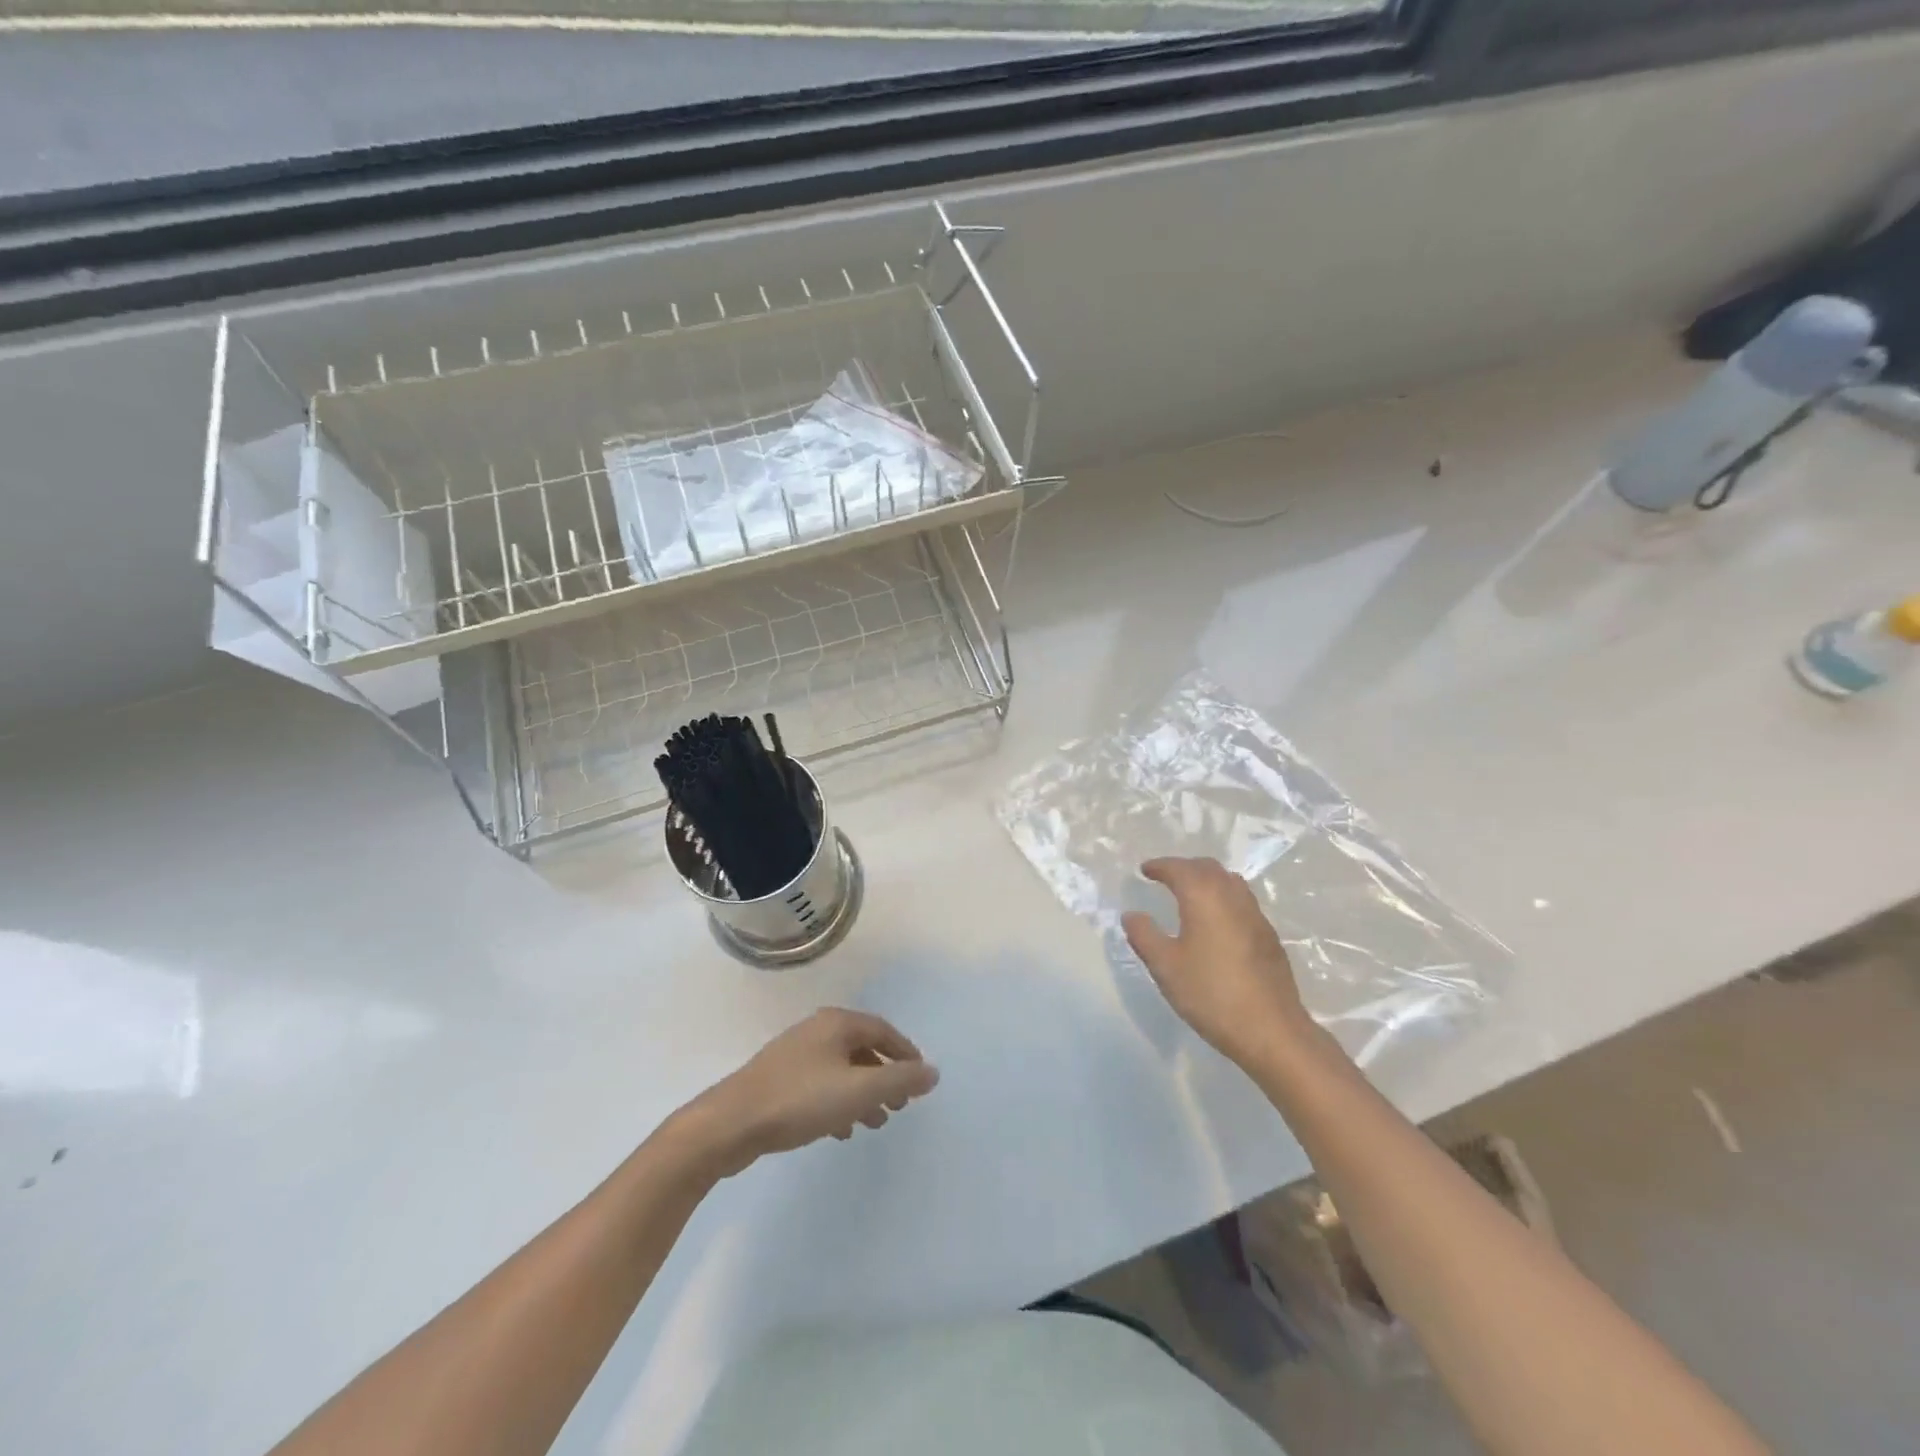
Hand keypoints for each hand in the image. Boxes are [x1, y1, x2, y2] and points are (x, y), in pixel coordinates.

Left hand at [678, 1009, 938, 1174]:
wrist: (729, 1124)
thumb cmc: (799, 1101)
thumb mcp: (858, 1091)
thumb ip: (899, 1080)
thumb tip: (933, 1071)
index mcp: (836, 1024)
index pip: (883, 1031)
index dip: (905, 1054)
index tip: (919, 1080)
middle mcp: (817, 1031)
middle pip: (862, 1049)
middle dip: (884, 1077)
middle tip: (899, 1106)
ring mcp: (795, 1054)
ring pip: (841, 1069)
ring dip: (862, 1093)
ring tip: (874, 1123)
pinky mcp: (778, 1080)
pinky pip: (820, 1085)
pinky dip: (838, 1103)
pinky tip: (839, 1131)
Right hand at [1122, 857, 1314, 1066]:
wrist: (1271, 1030)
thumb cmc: (1211, 994)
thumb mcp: (1165, 967)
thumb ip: (1144, 935)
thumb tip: (1132, 915)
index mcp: (1204, 898)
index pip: (1180, 869)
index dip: (1160, 866)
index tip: (1145, 870)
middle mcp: (1232, 898)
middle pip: (1208, 868)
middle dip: (1185, 868)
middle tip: (1165, 878)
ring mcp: (1256, 916)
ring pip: (1230, 882)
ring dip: (1207, 880)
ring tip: (1190, 895)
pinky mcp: (1269, 937)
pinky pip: (1242, 902)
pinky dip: (1223, 898)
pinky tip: (1216, 922)